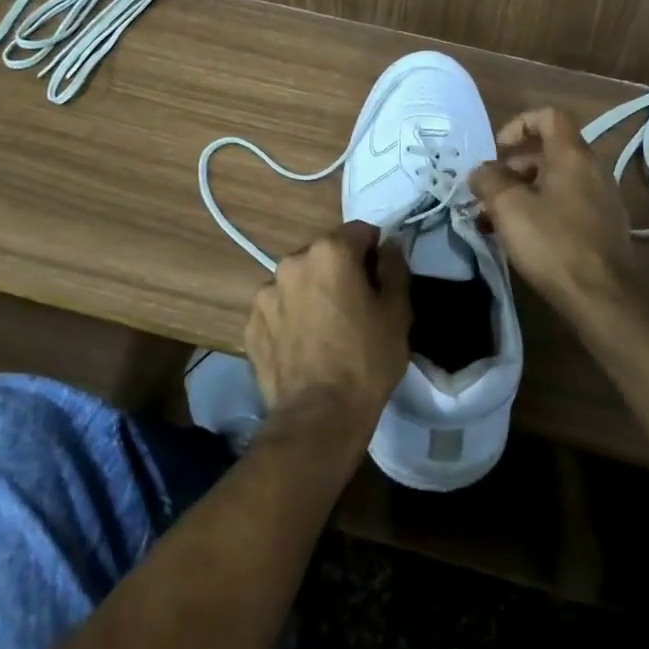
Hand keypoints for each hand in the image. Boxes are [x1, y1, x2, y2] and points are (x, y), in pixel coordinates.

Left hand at [246, 221, 410, 444]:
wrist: (318, 417)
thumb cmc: (366, 360)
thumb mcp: (397, 312)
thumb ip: (394, 267)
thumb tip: (389, 246)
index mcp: (330, 252)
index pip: (359, 232)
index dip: (374, 252)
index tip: (381, 279)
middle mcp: (292, 261)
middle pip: (324, 254)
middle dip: (340, 271)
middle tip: (355, 307)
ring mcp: (265, 292)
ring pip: (298, 281)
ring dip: (311, 292)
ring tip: (325, 329)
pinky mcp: (251, 323)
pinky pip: (278, 308)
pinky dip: (290, 317)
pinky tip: (304, 345)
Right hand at [470, 107, 639, 308]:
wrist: (603, 298)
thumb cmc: (553, 243)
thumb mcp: (508, 207)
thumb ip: (489, 180)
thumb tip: (481, 171)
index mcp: (572, 155)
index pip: (548, 116)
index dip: (519, 124)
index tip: (498, 151)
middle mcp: (593, 169)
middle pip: (550, 151)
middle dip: (514, 167)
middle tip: (489, 192)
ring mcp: (603, 199)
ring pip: (556, 181)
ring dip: (524, 192)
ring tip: (496, 219)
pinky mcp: (604, 226)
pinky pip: (568, 204)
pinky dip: (542, 210)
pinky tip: (522, 237)